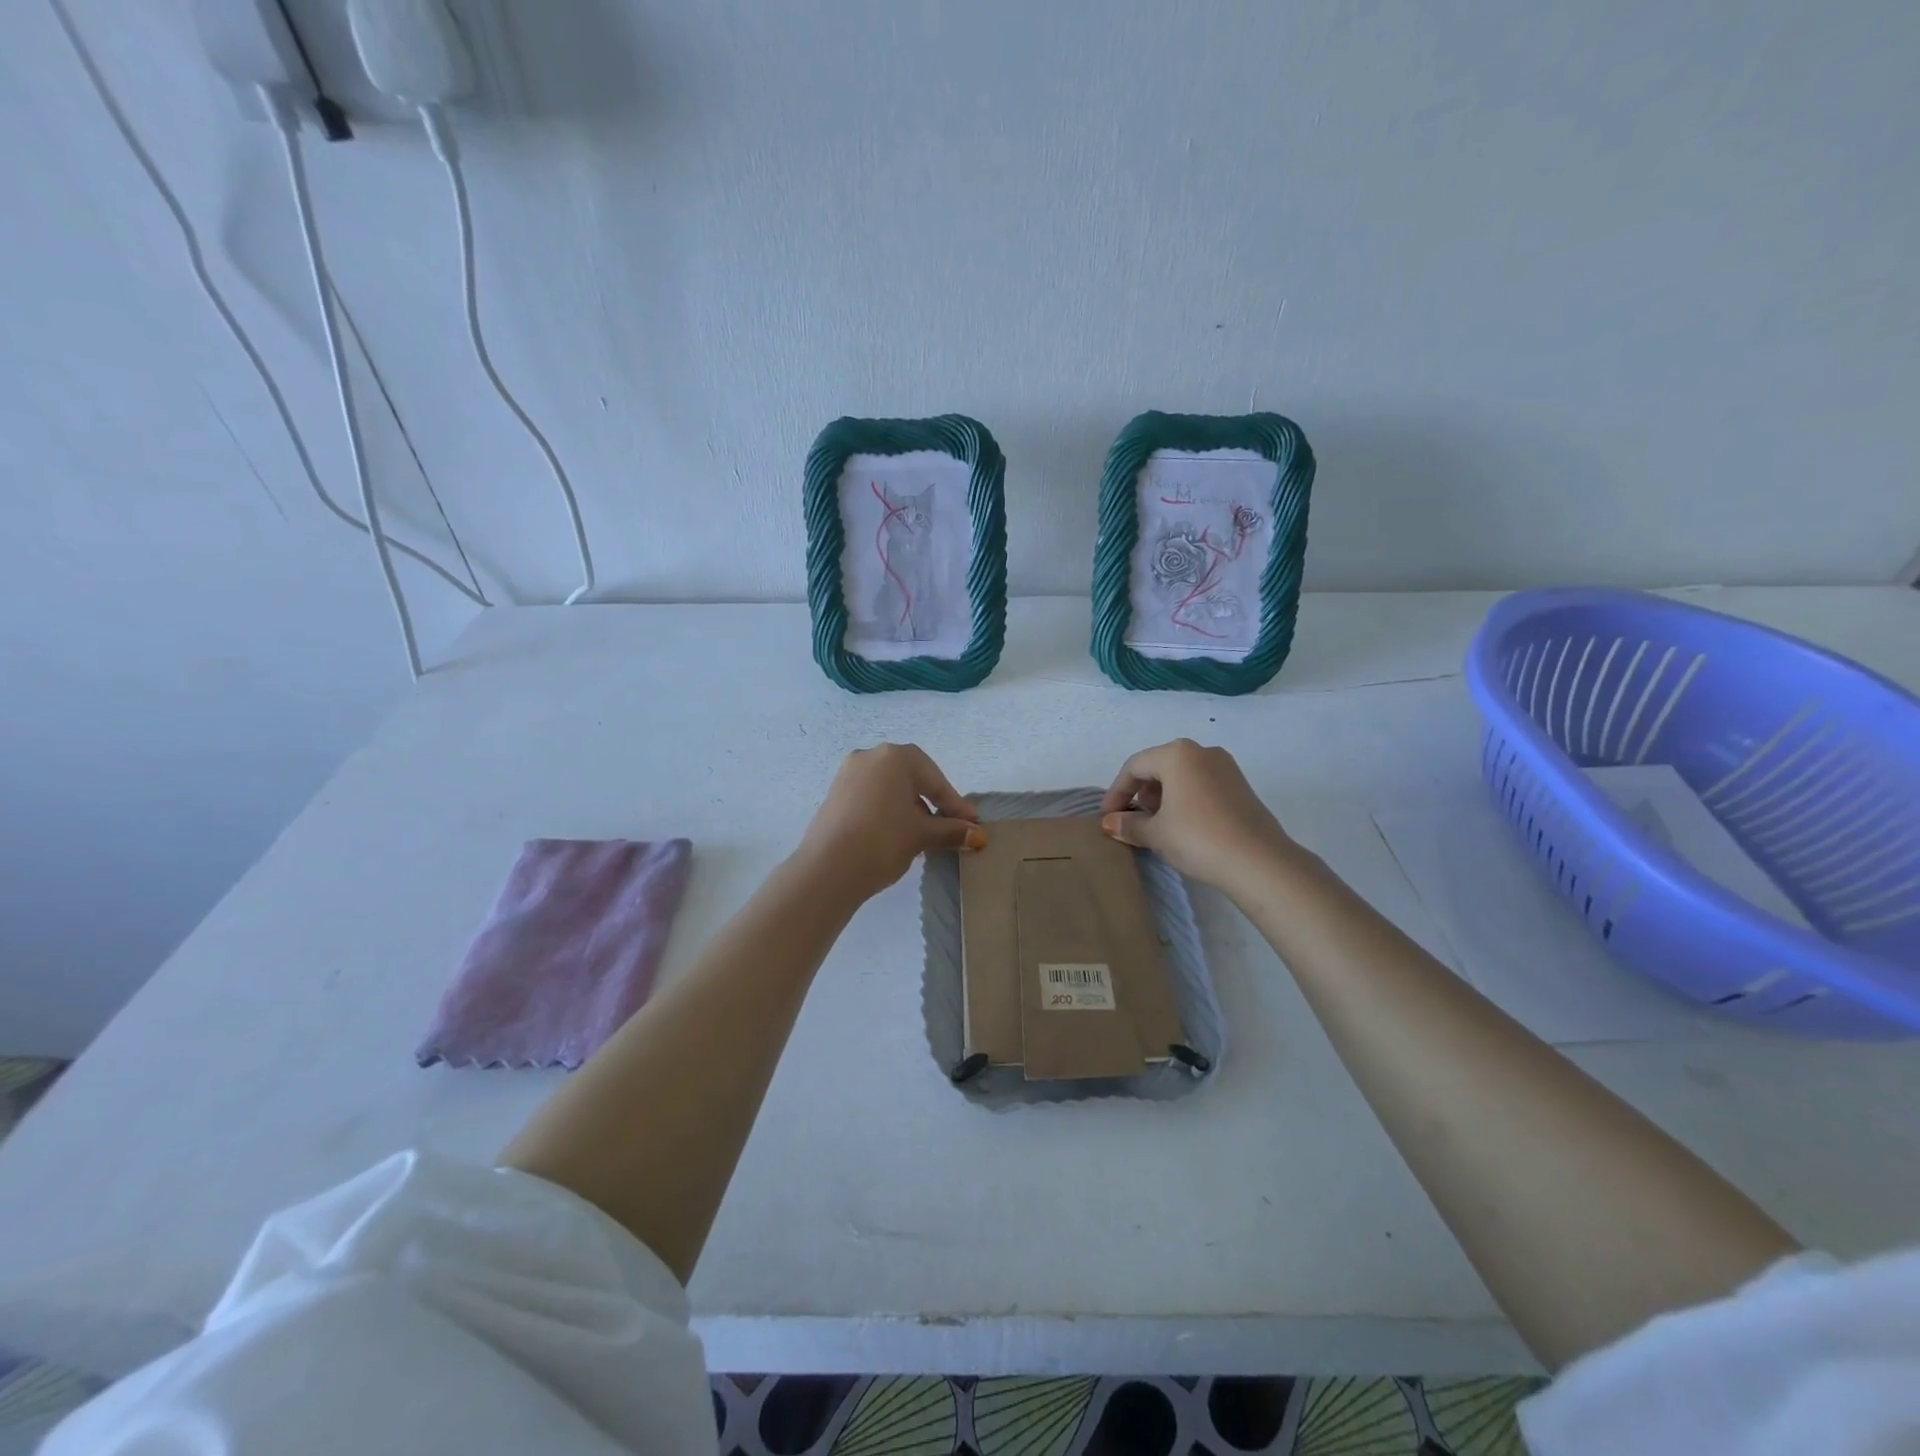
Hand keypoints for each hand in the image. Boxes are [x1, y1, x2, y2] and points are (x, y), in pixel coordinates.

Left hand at [794, 744, 984, 903]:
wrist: (827, 869)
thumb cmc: (882, 841)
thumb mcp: (922, 835)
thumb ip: (952, 830)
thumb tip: (977, 835)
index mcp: (895, 757)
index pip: (935, 780)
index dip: (955, 804)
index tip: (971, 824)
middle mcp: (870, 756)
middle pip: (912, 779)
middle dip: (933, 804)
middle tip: (950, 828)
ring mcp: (848, 773)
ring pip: (891, 788)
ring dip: (911, 809)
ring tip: (924, 837)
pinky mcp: (835, 793)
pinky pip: (872, 797)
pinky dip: (889, 811)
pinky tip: (897, 835)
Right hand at [1099, 739, 1297, 893]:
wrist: (1259, 861)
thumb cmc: (1197, 838)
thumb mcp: (1155, 833)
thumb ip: (1128, 825)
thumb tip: (1110, 823)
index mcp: (1177, 754)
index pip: (1134, 767)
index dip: (1116, 792)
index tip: (1108, 818)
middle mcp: (1202, 751)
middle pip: (1159, 767)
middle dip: (1140, 793)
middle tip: (1132, 820)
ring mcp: (1226, 767)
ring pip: (1182, 775)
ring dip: (1162, 797)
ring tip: (1156, 825)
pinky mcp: (1241, 786)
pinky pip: (1201, 785)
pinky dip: (1185, 800)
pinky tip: (1183, 826)